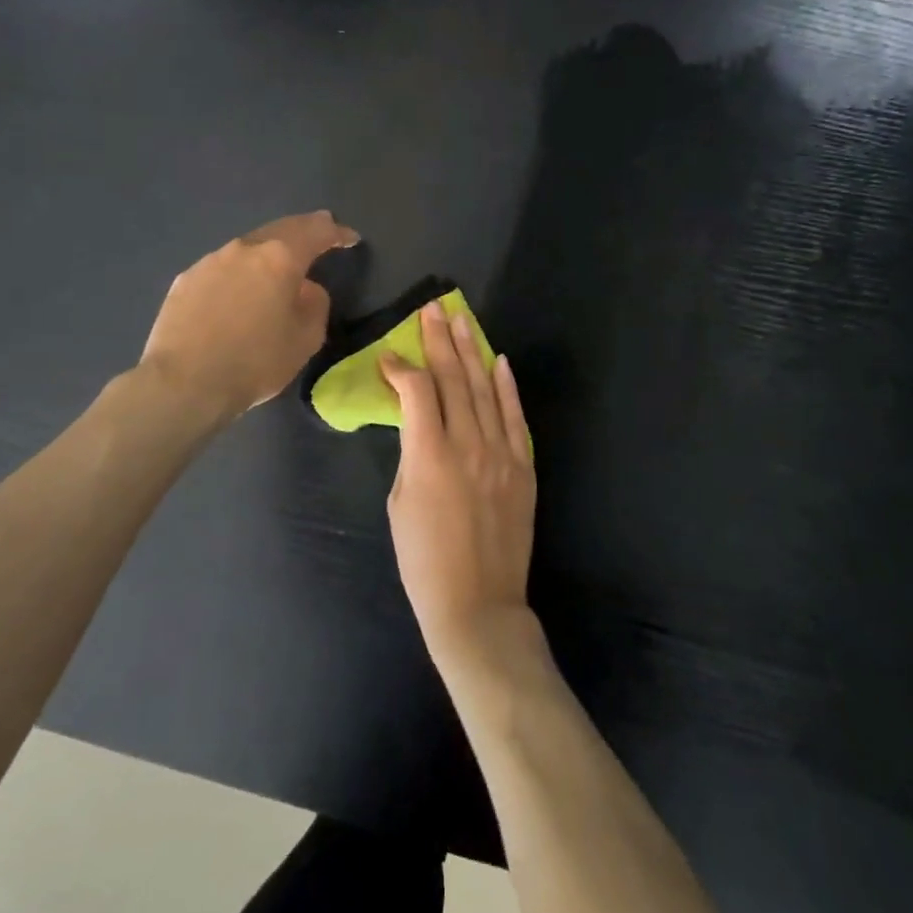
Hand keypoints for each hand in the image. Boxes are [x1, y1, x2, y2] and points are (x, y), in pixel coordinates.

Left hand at [141, 211, 358, 419]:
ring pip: (248, 248)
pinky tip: (238, 292)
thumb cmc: (255, 362)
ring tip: (277, 266)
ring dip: (268, 253)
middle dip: (304, 229)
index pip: (317, 232)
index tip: (350, 238)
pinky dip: (239, 273)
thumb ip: (315, 304)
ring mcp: (210, 262)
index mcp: (280, 258)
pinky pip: (222, 269)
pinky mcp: (185, 280)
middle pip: (281, 229)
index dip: (337, 233)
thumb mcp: (305, 339)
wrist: (184, 384)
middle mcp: (245, 249)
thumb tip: (305, 289)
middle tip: (321, 230)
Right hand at [381, 303, 536, 672]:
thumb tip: (417, 422)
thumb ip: (410, 453)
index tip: (389, 354)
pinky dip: (507, 387)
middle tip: (432, 308)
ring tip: (460, 320)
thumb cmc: (424, 561)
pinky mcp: (523, 466)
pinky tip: (498, 361)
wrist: (478, 604)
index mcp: (429, 454)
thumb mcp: (399, 503)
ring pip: (485, 389)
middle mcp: (468, 443)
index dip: (400, 367)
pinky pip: (515, 417)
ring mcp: (501, 453)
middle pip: (453, 379)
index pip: (416, 391)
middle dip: (439, 340)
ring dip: (471, 351)